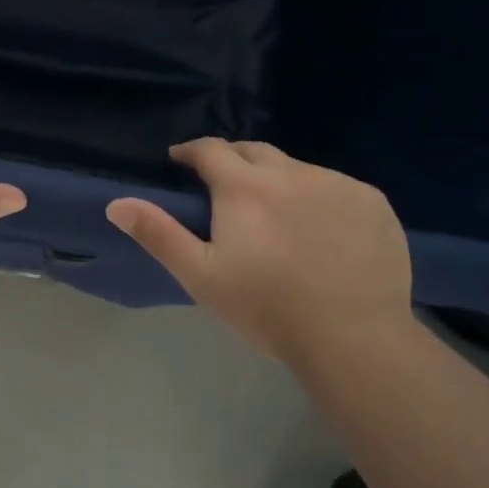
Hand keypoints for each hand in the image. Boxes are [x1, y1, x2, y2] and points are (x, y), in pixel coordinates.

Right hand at [105, 139, 413, 361]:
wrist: (353, 338)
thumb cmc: (266, 308)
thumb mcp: (201, 276)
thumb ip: (158, 234)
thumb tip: (117, 203)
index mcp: (244, 186)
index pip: (210, 149)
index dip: (191, 151)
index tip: (181, 161)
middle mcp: (290, 171)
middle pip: (253, 151)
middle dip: (233, 160)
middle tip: (224, 187)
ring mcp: (336, 183)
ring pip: (296, 169)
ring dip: (278, 181)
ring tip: (277, 215)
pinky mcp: (371, 201)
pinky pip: (336, 188)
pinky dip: (320, 199)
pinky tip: (323, 232)